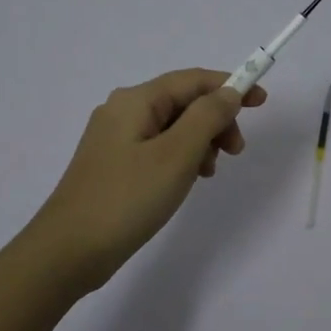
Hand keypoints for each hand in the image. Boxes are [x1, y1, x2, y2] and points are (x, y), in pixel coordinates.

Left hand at [26, 68, 267, 291]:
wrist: (68, 251)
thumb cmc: (127, 198)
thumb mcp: (177, 154)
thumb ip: (207, 117)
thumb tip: (228, 93)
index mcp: (135, 100)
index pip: (192, 79)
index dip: (230, 86)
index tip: (262, 103)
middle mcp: (122, 111)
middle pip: (182, 102)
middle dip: (215, 120)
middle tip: (235, 152)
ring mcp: (114, 139)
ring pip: (172, 127)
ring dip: (200, 141)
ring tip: (209, 173)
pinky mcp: (113, 165)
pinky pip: (158, 148)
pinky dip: (181, 158)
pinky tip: (187, 181)